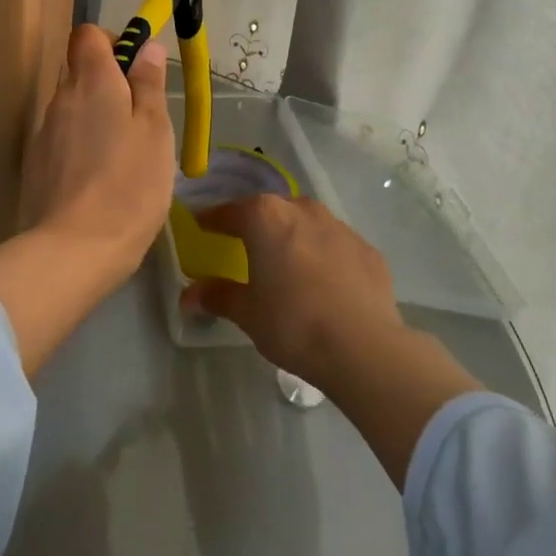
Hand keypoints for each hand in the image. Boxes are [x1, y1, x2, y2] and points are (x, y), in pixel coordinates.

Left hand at [17, 22, 174, 275]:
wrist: (72, 250)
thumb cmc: (128, 185)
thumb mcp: (155, 131)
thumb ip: (149, 84)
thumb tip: (147, 46)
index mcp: (92, 81)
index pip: (87, 35)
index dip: (110, 41)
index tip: (135, 67)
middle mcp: (60, 97)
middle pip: (78, 70)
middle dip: (107, 82)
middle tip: (139, 117)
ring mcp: (43, 132)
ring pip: (71, 106)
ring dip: (94, 116)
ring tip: (123, 153)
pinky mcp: (35, 164)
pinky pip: (61, 137)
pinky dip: (80, 144)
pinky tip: (99, 178)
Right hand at [180, 194, 400, 386]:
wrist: (364, 346)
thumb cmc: (293, 323)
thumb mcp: (247, 313)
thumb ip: (218, 296)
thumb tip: (189, 296)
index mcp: (265, 217)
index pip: (230, 211)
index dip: (213, 219)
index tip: (203, 226)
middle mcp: (301, 209)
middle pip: (271, 210)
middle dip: (257, 224)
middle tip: (246, 245)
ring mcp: (338, 226)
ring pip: (306, 222)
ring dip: (293, 236)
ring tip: (288, 263)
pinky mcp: (367, 249)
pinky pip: (335, 245)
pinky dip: (325, 256)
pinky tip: (325, 283)